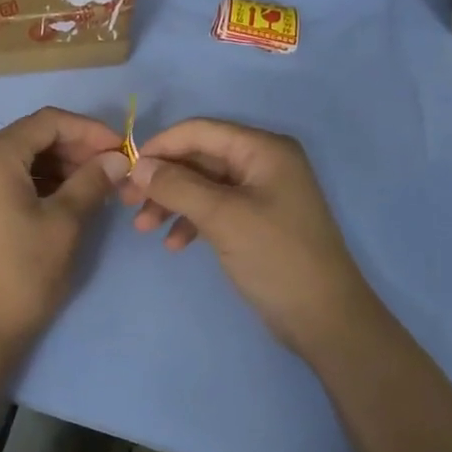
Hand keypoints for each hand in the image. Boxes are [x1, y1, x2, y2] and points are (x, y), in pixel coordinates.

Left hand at [0, 107, 129, 368]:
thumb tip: (116, 160)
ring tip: (95, 187)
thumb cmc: (20, 274)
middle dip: (74, 150)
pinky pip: (3, 180)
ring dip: (57, 167)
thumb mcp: (64, 224)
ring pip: (17, 160)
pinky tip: (64, 199)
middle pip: (30, 138)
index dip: (89, 130)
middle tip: (112, 171)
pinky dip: (35, 183)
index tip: (121, 149)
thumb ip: (91, 182)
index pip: (47, 122)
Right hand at [122, 119, 363, 364]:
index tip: (126, 171)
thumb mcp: (222, 217)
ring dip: (171, 202)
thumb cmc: (276, 257)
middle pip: (199, 157)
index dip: (161, 146)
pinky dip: (190, 220)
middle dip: (162, 178)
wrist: (325, 320)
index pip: (200, 131)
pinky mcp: (255, 220)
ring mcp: (260, 192)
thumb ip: (177, 186)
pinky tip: (173, 244)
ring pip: (202, 184)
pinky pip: (214, 208)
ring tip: (143, 228)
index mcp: (263, 149)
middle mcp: (262, 162)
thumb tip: (138, 166)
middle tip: (126, 202)